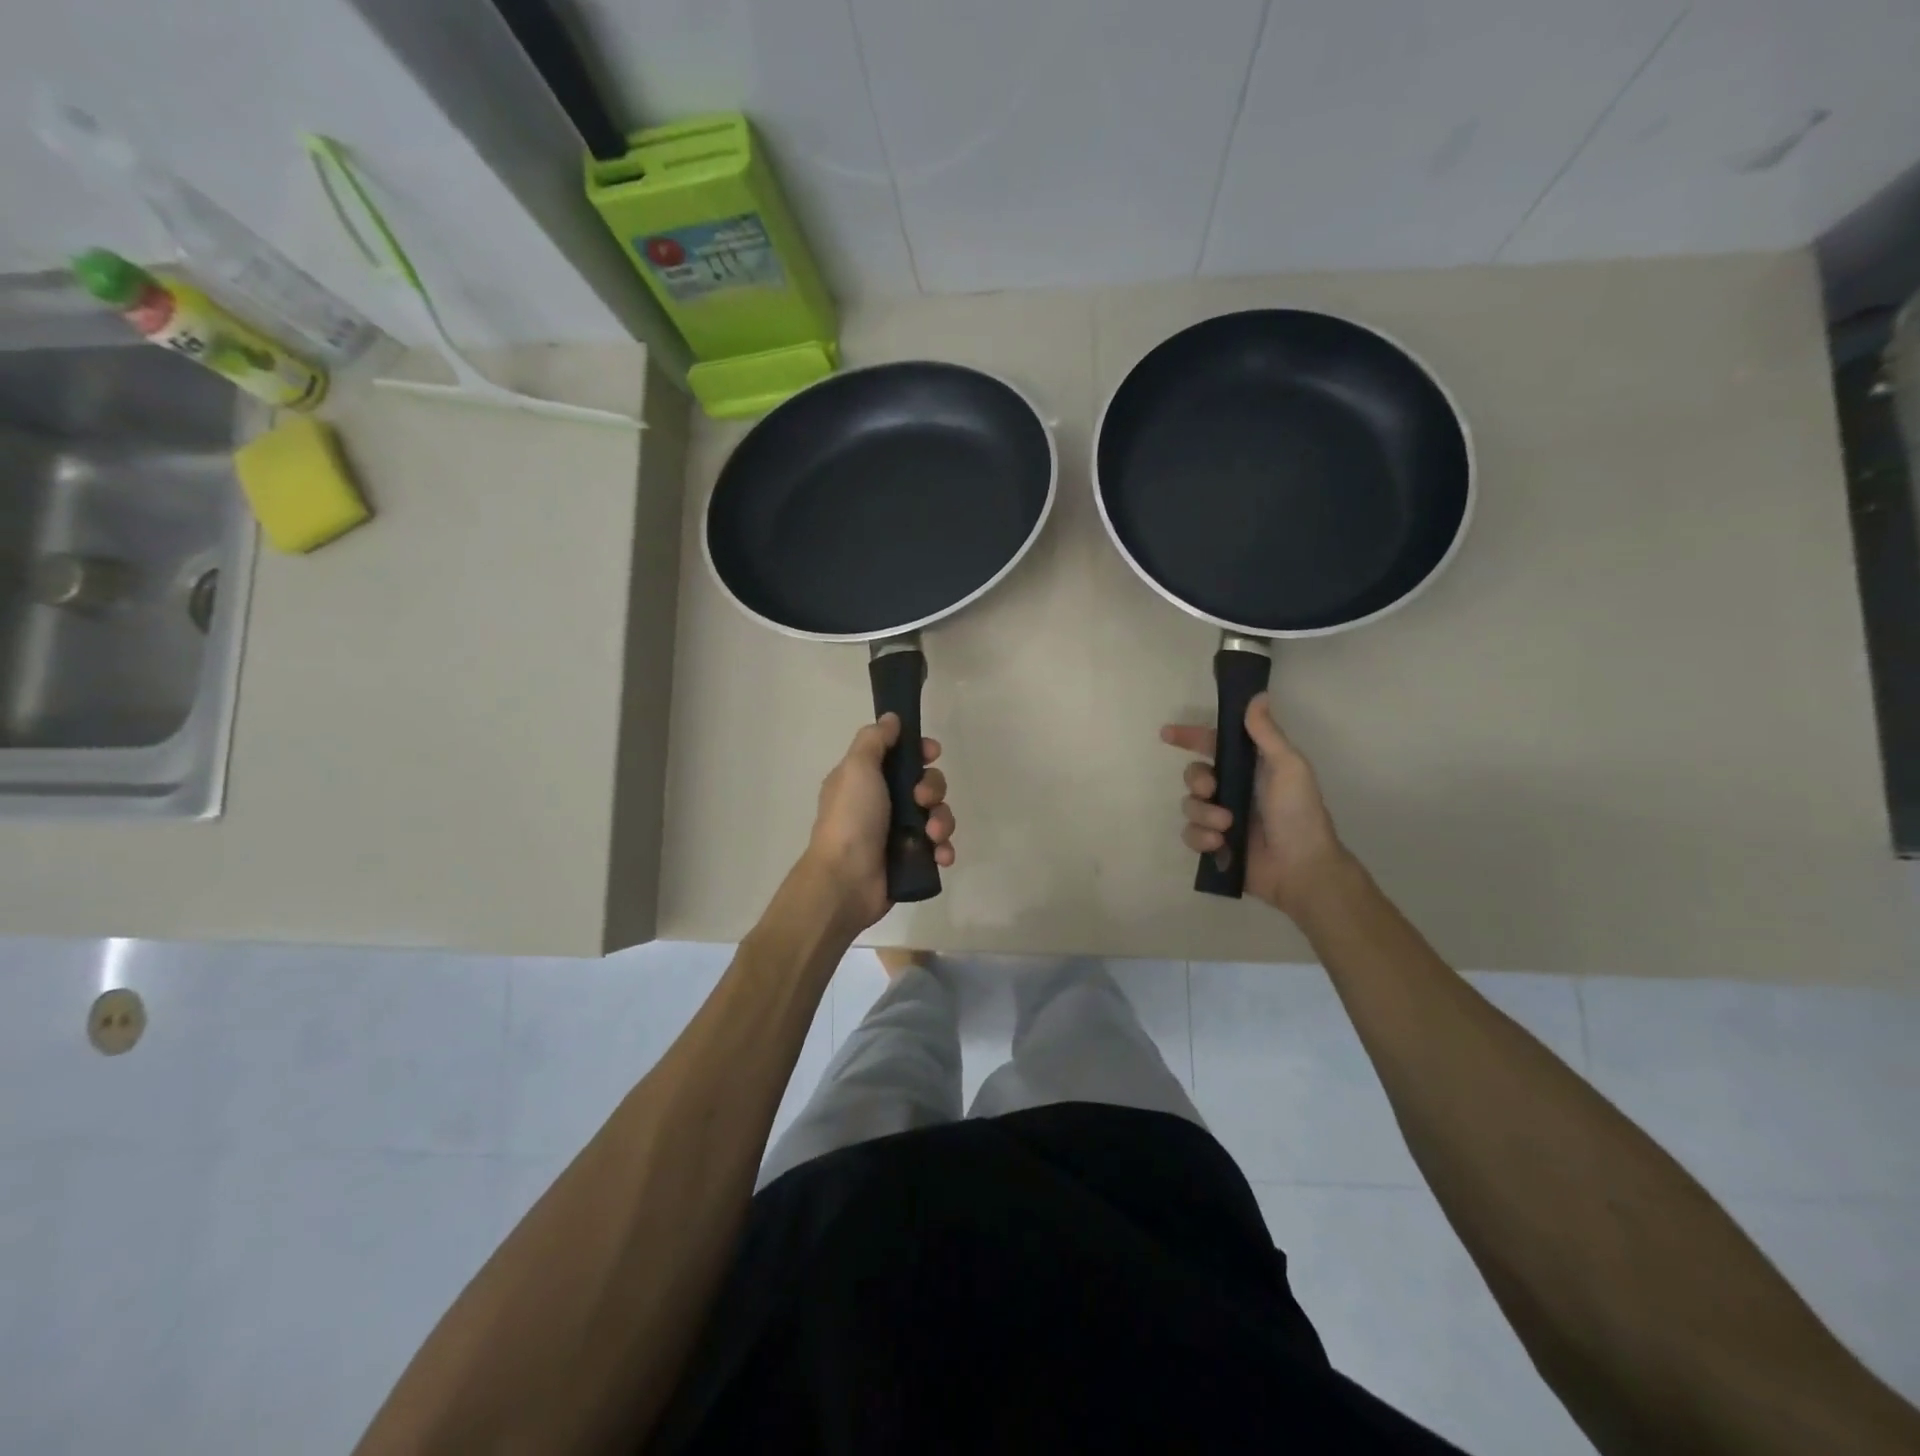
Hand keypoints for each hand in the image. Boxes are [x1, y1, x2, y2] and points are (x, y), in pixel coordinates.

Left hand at [801, 714, 954, 930]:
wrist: (846, 880)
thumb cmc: (851, 818)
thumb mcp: (857, 768)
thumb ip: (875, 740)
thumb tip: (891, 718)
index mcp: (867, 779)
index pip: (902, 756)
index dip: (921, 752)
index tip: (931, 753)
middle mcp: (884, 803)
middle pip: (926, 783)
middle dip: (933, 788)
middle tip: (922, 800)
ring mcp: (898, 833)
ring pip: (937, 815)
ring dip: (942, 821)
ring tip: (932, 835)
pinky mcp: (911, 859)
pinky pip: (939, 846)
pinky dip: (943, 849)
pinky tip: (940, 855)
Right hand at [1161, 692, 1346, 916]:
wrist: (1301, 868)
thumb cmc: (1299, 813)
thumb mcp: (1288, 767)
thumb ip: (1267, 733)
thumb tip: (1257, 696)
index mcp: (1251, 767)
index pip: (1214, 744)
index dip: (1190, 737)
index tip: (1167, 734)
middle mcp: (1233, 789)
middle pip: (1194, 774)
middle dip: (1197, 780)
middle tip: (1210, 790)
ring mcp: (1222, 818)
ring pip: (1189, 805)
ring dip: (1204, 813)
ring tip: (1226, 826)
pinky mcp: (1215, 844)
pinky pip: (1190, 833)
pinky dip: (1201, 837)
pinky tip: (1219, 843)